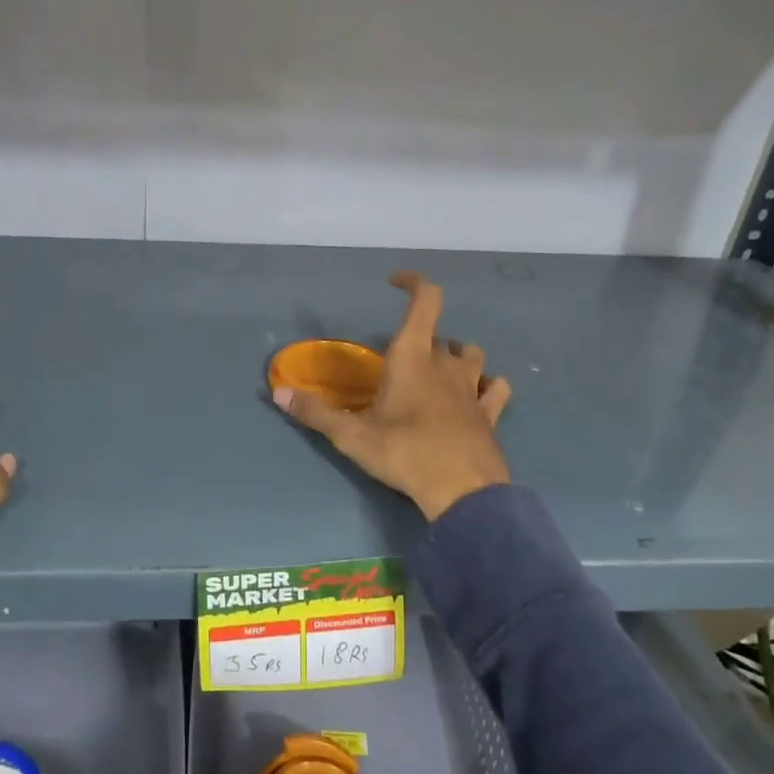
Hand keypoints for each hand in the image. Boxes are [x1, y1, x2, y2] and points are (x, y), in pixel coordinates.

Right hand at [274, 273, 510, 520]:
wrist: (463, 491)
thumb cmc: (404, 453)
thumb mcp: (352, 436)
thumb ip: (315, 413)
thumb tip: (278, 393)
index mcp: (413, 357)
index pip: (426, 300)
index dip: (414, 282)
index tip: (395, 282)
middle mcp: (446, 363)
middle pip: (439, 334)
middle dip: (419, 338)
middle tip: (397, 361)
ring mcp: (473, 387)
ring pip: (471, 354)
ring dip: (455, 355)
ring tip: (437, 371)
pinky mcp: (490, 413)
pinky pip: (495, 388)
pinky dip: (487, 385)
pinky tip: (477, 395)